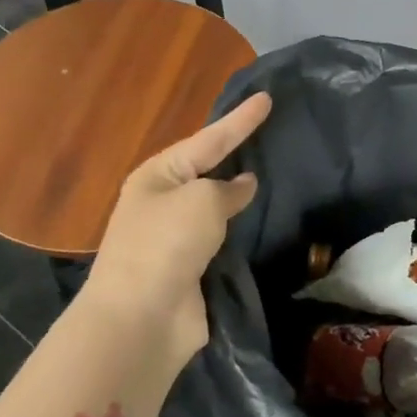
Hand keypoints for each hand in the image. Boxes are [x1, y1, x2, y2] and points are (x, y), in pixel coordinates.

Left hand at [78, 92, 271, 364]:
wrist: (141, 318)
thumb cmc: (166, 244)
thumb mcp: (201, 201)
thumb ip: (228, 189)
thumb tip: (244, 186)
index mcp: (158, 176)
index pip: (209, 139)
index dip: (240, 120)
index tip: (267, 98)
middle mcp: (164, 202)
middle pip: (209, 170)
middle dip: (237, 153)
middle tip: (271, 133)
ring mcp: (176, 238)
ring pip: (217, 206)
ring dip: (240, 194)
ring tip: (274, 173)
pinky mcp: (191, 269)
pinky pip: (223, 238)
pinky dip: (241, 229)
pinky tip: (264, 221)